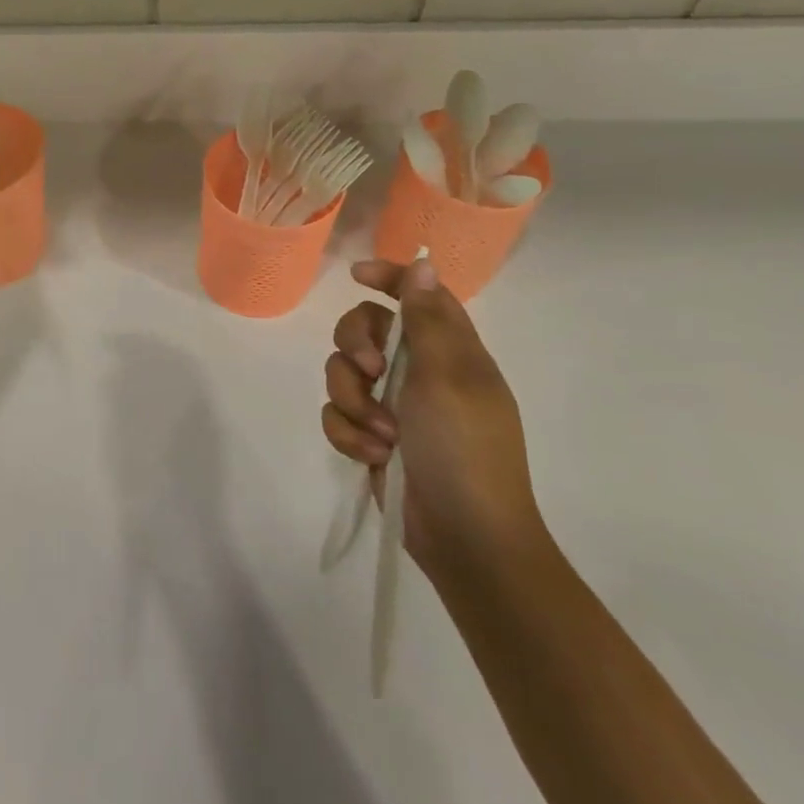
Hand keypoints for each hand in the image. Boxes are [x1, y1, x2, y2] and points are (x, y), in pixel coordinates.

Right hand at [324, 257, 544, 582]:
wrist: (466, 540)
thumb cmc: (465, 450)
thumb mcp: (448, 377)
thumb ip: (427, 319)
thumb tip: (424, 263)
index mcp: (449, 351)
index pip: (417, 295)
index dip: (388, 277)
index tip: (355, 277)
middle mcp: (419, 371)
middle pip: (365, 328)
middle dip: (354, 346)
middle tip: (370, 369)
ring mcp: (393, 405)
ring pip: (342, 372)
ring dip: (352, 399)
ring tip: (378, 433)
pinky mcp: (372, 436)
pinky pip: (337, 414)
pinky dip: (348, 432)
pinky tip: (372, 454)